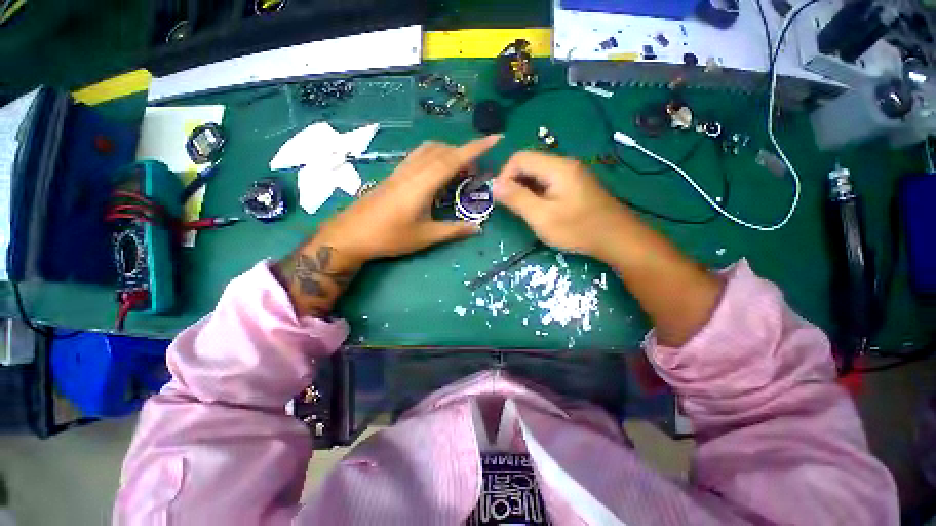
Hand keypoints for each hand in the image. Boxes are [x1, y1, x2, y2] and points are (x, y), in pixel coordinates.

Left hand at [274, 135, 500, 316]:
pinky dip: (434, 157)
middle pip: (443, 150)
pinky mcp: (394, 174)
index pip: (454, 159)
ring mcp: (401, 170)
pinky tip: (436, 175)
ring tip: (459, 171)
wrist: (350, 234)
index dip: (476, 148)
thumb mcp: (425, 237)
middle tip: (476, 171)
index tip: (495, 138)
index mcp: (423, 184)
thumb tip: (478, 228)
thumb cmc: (389, 237)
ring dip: (448, 153)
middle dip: (464, 154)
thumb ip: (453, 230)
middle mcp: (413, 170)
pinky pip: (419, 156)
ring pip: (429, 150)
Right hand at [492, 151, 632, 260]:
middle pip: (529, 163)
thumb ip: (517, 198)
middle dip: (514, 182)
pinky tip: (539, 209)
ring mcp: (572, 174)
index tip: (501, 199)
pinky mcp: (576, 185)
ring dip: (525, 188)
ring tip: (523, 210)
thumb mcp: (542, 217)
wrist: (618, 239)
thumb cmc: (578, 229)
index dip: (504, 175)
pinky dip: (537, 192)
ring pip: (538, 173)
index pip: (519, 158)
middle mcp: (564, 164)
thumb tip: (494, 185)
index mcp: (556, 167)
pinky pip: (549, 181)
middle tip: (510, 207)